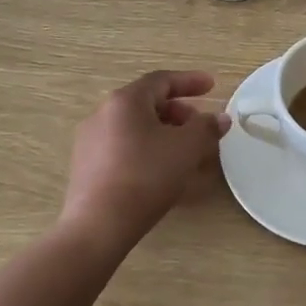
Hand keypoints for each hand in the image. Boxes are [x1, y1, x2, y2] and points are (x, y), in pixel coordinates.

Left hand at [60, 70, 230, 244]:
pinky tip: (161, 171)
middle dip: (179, 111)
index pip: (162, 80)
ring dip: (164, 132)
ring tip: (185, 152)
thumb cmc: (146, 176)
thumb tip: (219, 118)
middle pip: (147, 103)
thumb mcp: (186, 148)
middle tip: (200, 126)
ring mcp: (90, 140)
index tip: (212, 87)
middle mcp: (103, 113)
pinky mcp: (86, 166)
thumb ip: (206, 127)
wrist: (99, 225)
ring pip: (135, 127)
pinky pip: (123, 147)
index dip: (190, 81)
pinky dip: (147, 149)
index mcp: (125, 101)